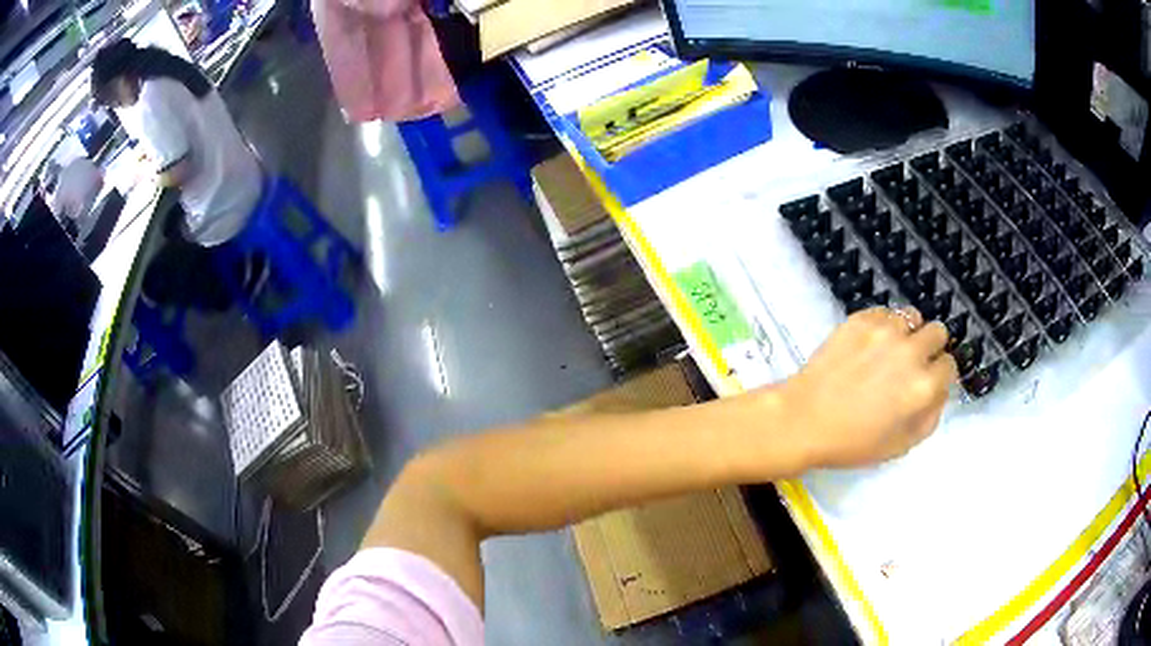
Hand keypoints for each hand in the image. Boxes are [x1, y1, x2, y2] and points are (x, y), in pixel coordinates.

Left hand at [778, 306, 957, 469]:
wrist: (804, 419)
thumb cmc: (852, 442)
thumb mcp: (901, 445)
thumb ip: (930, 417)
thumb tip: (940, 391)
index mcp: (923, 386)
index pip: (950, 365)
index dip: (940, 374)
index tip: (929, 380)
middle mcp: (910, 352)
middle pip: (938, 332)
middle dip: (930, 347)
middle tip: (912, 363)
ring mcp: (885, 331)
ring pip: (912, 317)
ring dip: (907, 332)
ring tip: (890, 351)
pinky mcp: (861, 318)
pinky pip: (885, 312)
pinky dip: (883, 325)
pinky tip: (868, 345)